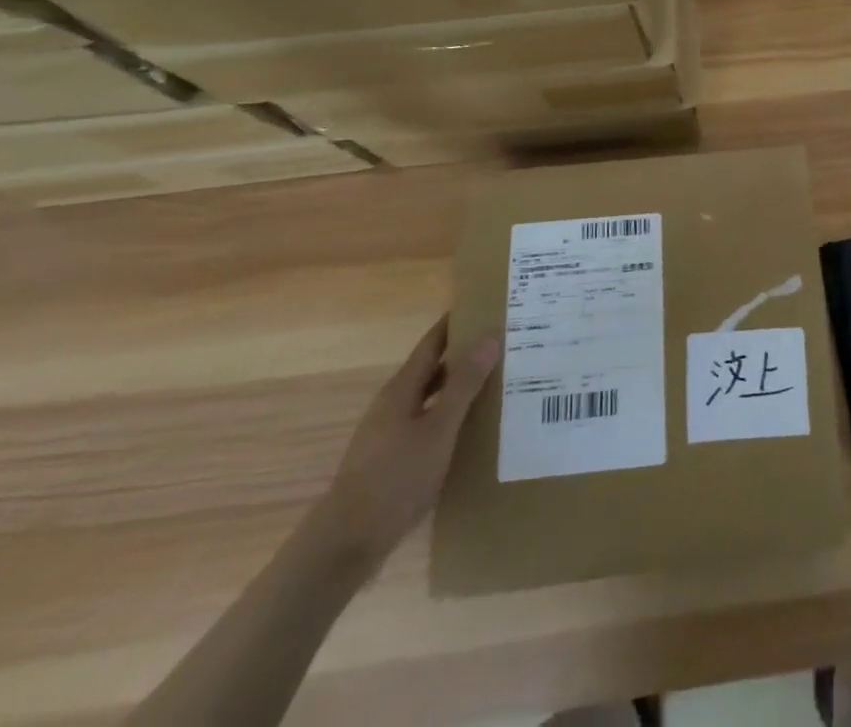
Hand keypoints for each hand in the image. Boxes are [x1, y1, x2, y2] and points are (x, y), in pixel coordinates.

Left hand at [313, 318, 499, 564]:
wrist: (346, 545)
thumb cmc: (395, 479)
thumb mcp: (439, 430)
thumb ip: (464, 384)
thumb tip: (489, 337)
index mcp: (401, 389)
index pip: (433, 342)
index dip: (457, 322)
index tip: (486, 306)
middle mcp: (393, 404)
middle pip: (432, 368)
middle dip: (465, 354)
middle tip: (504, 344)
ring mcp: (389, 434)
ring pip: (431, 398)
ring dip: (459, 387)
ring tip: (497, 383)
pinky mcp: (391, 460)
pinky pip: (427, 424)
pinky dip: (450, 416)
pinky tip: (471, 430)